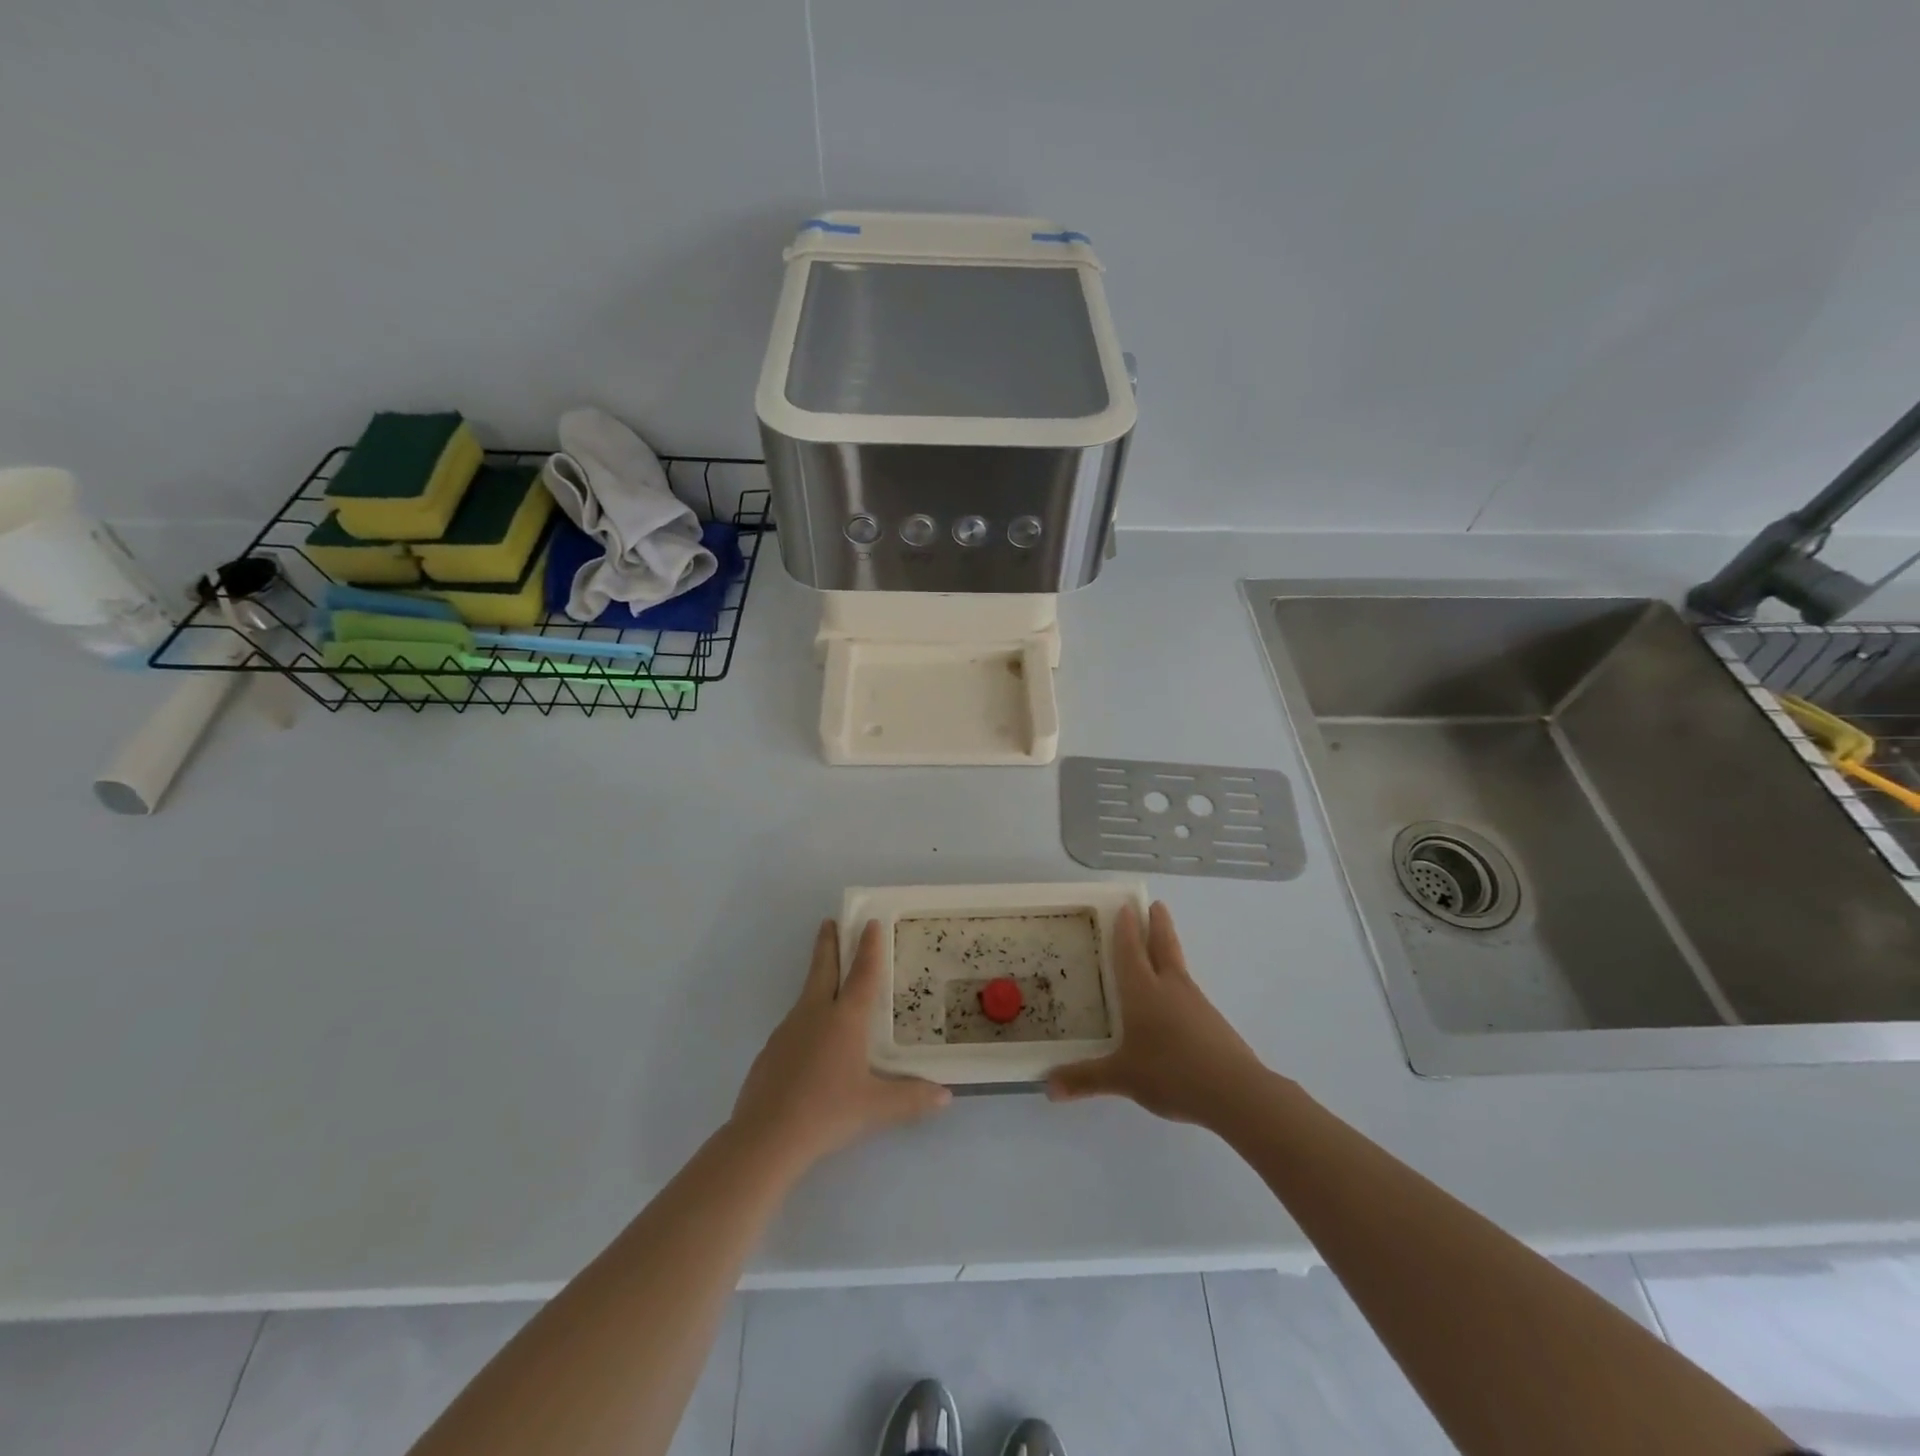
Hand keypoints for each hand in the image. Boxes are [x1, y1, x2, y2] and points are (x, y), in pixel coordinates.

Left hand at [731, 919, 950, 1172]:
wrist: (765, 1137)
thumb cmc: (828, 1112)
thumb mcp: (876, 1108)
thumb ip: (912, 1099)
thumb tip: (946, 1096)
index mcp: (845, 1019)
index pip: (862, 973)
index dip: (869, 947)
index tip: (870, 922)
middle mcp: (815, 1014)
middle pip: (823, 969)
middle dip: (829, 944)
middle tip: (830, 922)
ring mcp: (788, 1030)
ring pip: (806, 994)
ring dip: (817, 978)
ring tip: (827, 980)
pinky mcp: (770, 1051)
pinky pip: (794, 1024)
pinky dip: (806, 1017)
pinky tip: (810, 1039)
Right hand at [1047, 901, 1272, 1127]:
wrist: (1234, 1091)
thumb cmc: (1170, 1072)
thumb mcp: (1122, 1078)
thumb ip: (1085, 1079)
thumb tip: (1047, 1087)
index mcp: (1142, 991)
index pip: (1130, 950)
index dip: (1126, 928)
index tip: (1126, 906)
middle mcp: (1169, 987)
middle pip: (1163, 945)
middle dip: (1157, 924)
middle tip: (1156, 904)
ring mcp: (1195, 1002)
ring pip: (1178, 965)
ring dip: (1169, 948)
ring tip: (1162, 945)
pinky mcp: (1212, 1021)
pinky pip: (1188, 991)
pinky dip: (1178, 982)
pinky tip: (1176, 999)